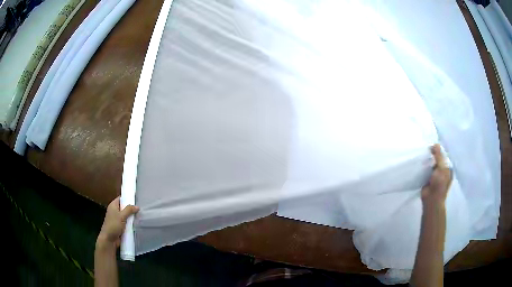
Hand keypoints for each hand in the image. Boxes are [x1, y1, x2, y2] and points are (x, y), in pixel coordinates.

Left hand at [97, 197, 138, 247]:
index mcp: (113, 205)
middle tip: (141, 208)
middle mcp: (115, 211)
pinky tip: (137, 224)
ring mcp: (117, 219)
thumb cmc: (113, 225)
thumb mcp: (121, 216)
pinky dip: (131, 223)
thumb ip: (129, 210)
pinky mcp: (120, 226)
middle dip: (131, 208)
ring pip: (126, 216)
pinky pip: (127, 222)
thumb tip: (137, 206)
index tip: (136, 198)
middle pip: (124, 207)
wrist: (109, 239)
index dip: (128, 197)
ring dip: (132, 217)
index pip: (121, 198)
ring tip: (141, 216)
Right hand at [421, 144, 451, 205]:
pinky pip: (426, 170)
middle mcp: (442, 171)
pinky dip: (423, 166)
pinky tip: (419, 162)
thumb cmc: (439, 184)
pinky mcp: (428, 179)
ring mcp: (435, 175)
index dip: (439, 150)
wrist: (431, 200)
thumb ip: (439, 156)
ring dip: (427, 160)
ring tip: (421, 153)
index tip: (432, 145)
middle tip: (425, 148)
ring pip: (431, 164)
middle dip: (432, 154)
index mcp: (448, 168)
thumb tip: (435, 143)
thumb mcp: (441, 168)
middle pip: (437, 159)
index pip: (444, 156)